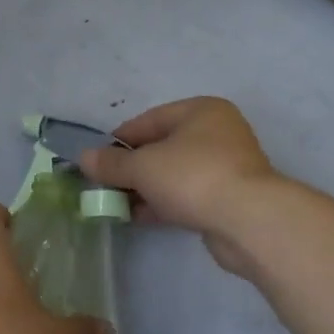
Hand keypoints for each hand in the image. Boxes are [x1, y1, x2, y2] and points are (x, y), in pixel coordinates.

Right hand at [80, 97, 280, 277]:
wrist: (250, 222)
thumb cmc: (193, 177)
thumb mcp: (143, 167)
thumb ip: (111, 164)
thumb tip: (83, 158)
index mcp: (200, 111)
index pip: (148, 120)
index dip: (118, 141)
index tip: (96, 161)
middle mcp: (217, 133)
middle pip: (162, 147)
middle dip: (131, 168)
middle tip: (105, 185)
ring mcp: (227, 167)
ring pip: (174, 173)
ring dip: (146, 188)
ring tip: (116, 204)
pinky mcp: (230, 199)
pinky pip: (188, 195)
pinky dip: (164, 203)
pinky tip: (139, 217)